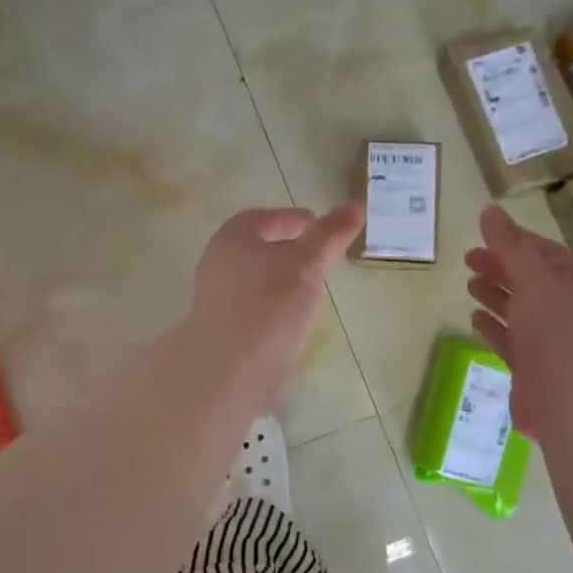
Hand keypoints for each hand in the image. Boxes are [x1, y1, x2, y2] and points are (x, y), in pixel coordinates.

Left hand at [189, 203, 362, 390]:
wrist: (229, 367)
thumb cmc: (268, 303)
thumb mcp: (307, 263)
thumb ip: (329, 235)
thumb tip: (355, 205)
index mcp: (234, 236)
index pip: (266, 218)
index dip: (294, 220)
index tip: (318, 227)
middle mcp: (219, 262)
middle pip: (258, 248)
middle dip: (287, 249)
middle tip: (318, 257)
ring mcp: (216, 298)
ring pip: (255, 279)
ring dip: (280, 280)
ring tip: (310, 290)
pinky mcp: (222, 329)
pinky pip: (252, 308)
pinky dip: (272, 307)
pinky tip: (291, 321)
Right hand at [465, 205, 572, 437]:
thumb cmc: (560, 335)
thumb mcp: (535, 281)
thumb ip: (510, 247)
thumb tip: (489, 210)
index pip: (545, 253)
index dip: (515, 241)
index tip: (484, 235)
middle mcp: (569, 309)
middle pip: (530, 280)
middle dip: (501, 267)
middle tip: (467, 258)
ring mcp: (551, 341)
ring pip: (519, 310)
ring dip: (495, 295)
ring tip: (469, 284)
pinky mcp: (533, 368)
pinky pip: (510, 340)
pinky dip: (493, 326)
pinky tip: (474, 318)